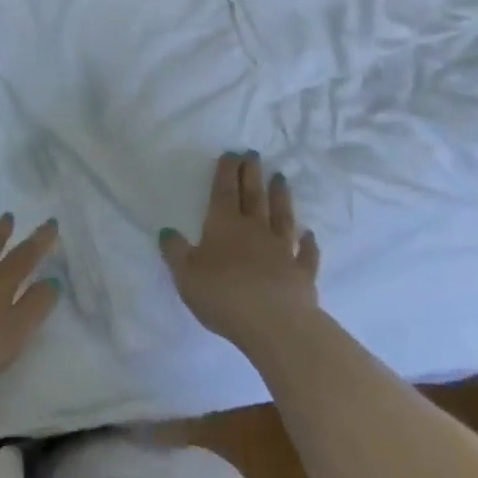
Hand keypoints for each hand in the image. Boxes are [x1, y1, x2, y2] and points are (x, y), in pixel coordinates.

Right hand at [160, 152, 320, 352]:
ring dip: (281, 197)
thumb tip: (167, 231)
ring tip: (281, 179)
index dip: (226, 172)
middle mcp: (255, 230)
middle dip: (252, 174)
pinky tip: (310, 235)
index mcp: (224, 225)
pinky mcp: (302, 273)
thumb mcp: (185, 275)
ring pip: (282, 217)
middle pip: (254, 196)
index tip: (232, 153)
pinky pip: (306, 254)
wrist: (275, 324)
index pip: (224, 191)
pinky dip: (309, 244)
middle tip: (254, 154)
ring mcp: (282, 250)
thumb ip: (176, 252)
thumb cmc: (223, 295)